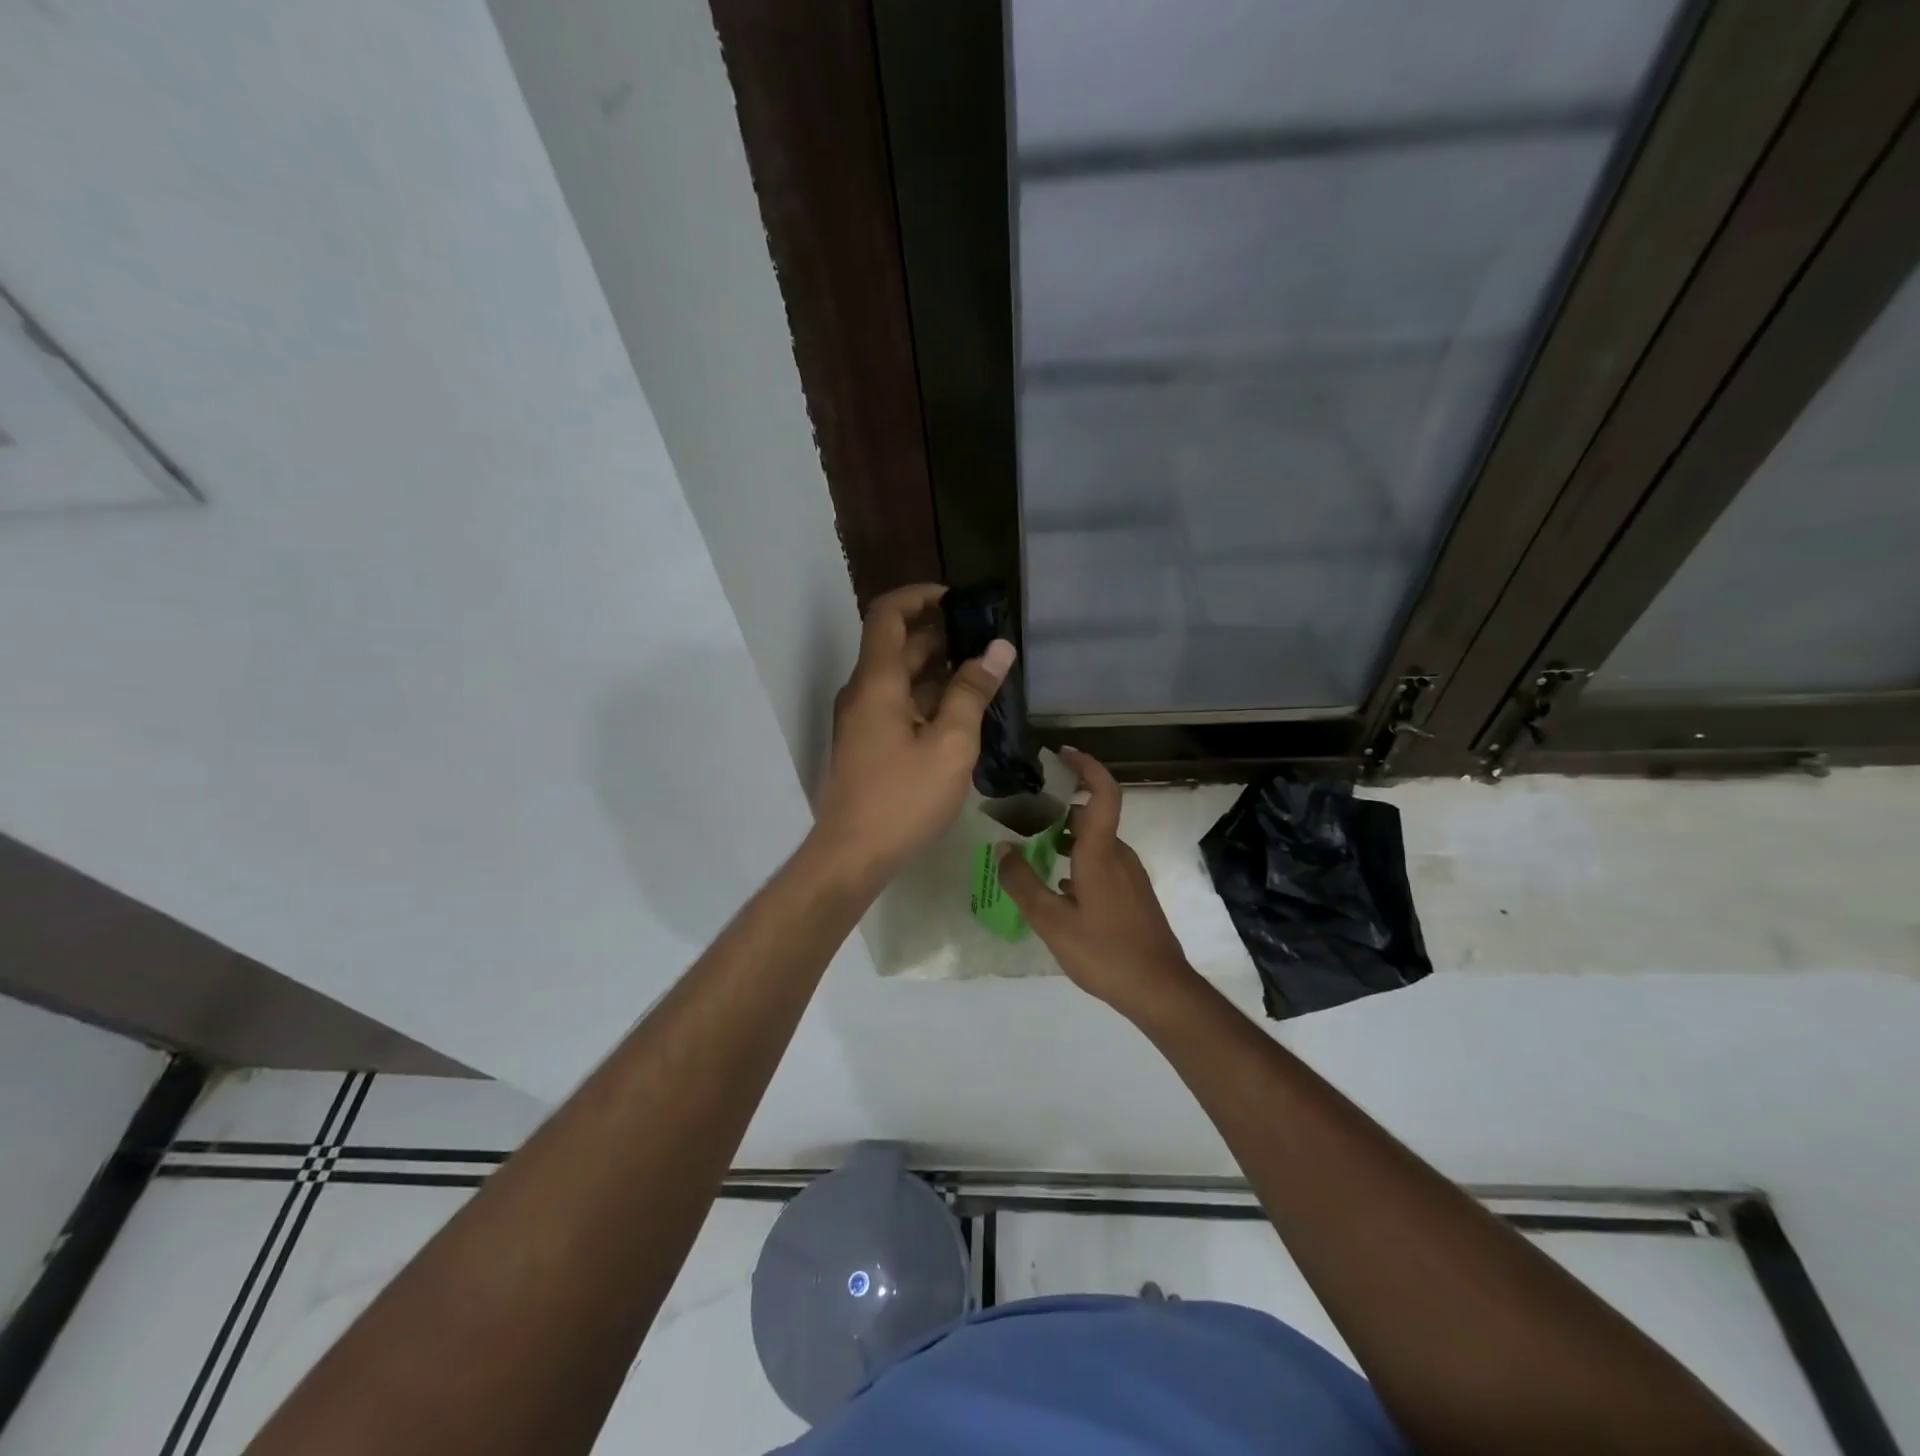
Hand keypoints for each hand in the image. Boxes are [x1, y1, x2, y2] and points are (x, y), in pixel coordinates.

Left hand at [810, 584, 1014, 884]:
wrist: (851, 856)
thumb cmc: (903, 799)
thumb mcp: (950, 745)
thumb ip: (972, 692)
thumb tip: (997, 648)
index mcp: (877, 682)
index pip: (888, 613)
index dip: (921, 596)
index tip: (960, 601)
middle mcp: (863, 692)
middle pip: (898, 645)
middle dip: (942, 636)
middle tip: (987, 643)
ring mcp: (862, 719)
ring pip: (900, 678)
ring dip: (938, 670)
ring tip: (984, 678)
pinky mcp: (866, 744)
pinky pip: (897, 705)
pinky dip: (928, 699)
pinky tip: (962, 715)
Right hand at [996, 748, 1199, 1019]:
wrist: (1160, 989)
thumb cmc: (1105, 952)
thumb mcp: (1052, 922)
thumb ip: (1023, 883)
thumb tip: (1002, 848)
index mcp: (1101, 853)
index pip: (1102, 793)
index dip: (1086, 767)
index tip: (1062, 754)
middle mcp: (1118, 855)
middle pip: (1091, 815)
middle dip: (1058, 807)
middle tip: (1022, 812)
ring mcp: (1129, 875)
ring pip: (1094, 841)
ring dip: (1065, 837)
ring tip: (1031, 848)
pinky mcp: (1132, 893)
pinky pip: (1101, 862)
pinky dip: (1077, 859)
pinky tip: (1056, 885)